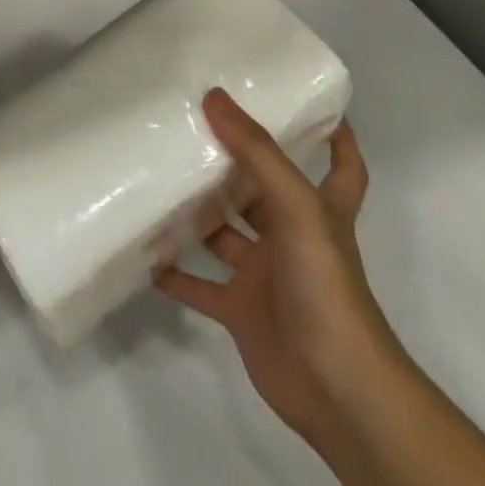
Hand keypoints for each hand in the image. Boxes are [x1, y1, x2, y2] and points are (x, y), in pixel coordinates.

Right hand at [157, 89, 403, 447]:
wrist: (337, 389)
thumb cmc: (325, 285)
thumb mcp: (296, 206)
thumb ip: (255, 153)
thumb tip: (214, 96)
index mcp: (319, 210)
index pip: (340, 167)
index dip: (337, 139)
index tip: (317, 106)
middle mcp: (293, 237)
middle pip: (264, 192)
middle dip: (235, 164)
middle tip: (194, 124)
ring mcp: (266, 276)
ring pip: (225, 234)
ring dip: (196, 213)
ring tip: (156, 176)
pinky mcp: (241, 310)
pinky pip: (199, 285)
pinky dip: (173, 272)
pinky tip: (144, 251)